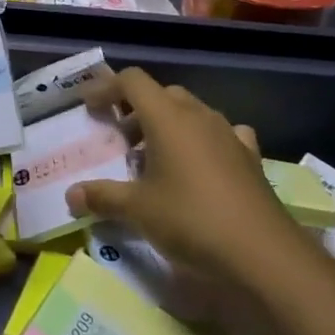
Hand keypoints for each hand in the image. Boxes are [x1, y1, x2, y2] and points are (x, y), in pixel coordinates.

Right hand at [66, 68, 294, 290]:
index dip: (107, 87)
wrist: (263, 253)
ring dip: (168, 125)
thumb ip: (102, 197)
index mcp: (167, 116)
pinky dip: (203, 142)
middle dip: (136, 109)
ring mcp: (228, 133)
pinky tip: (200, 165)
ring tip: (154, 157)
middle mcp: (198, 115)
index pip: (132, 81)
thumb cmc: (192, 220)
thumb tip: (71, 195)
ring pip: (191, 112)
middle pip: (161, 94)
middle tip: (119, 138)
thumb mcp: (139, 210)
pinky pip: (220, 135)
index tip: (89, 107)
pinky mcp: (250, 157)